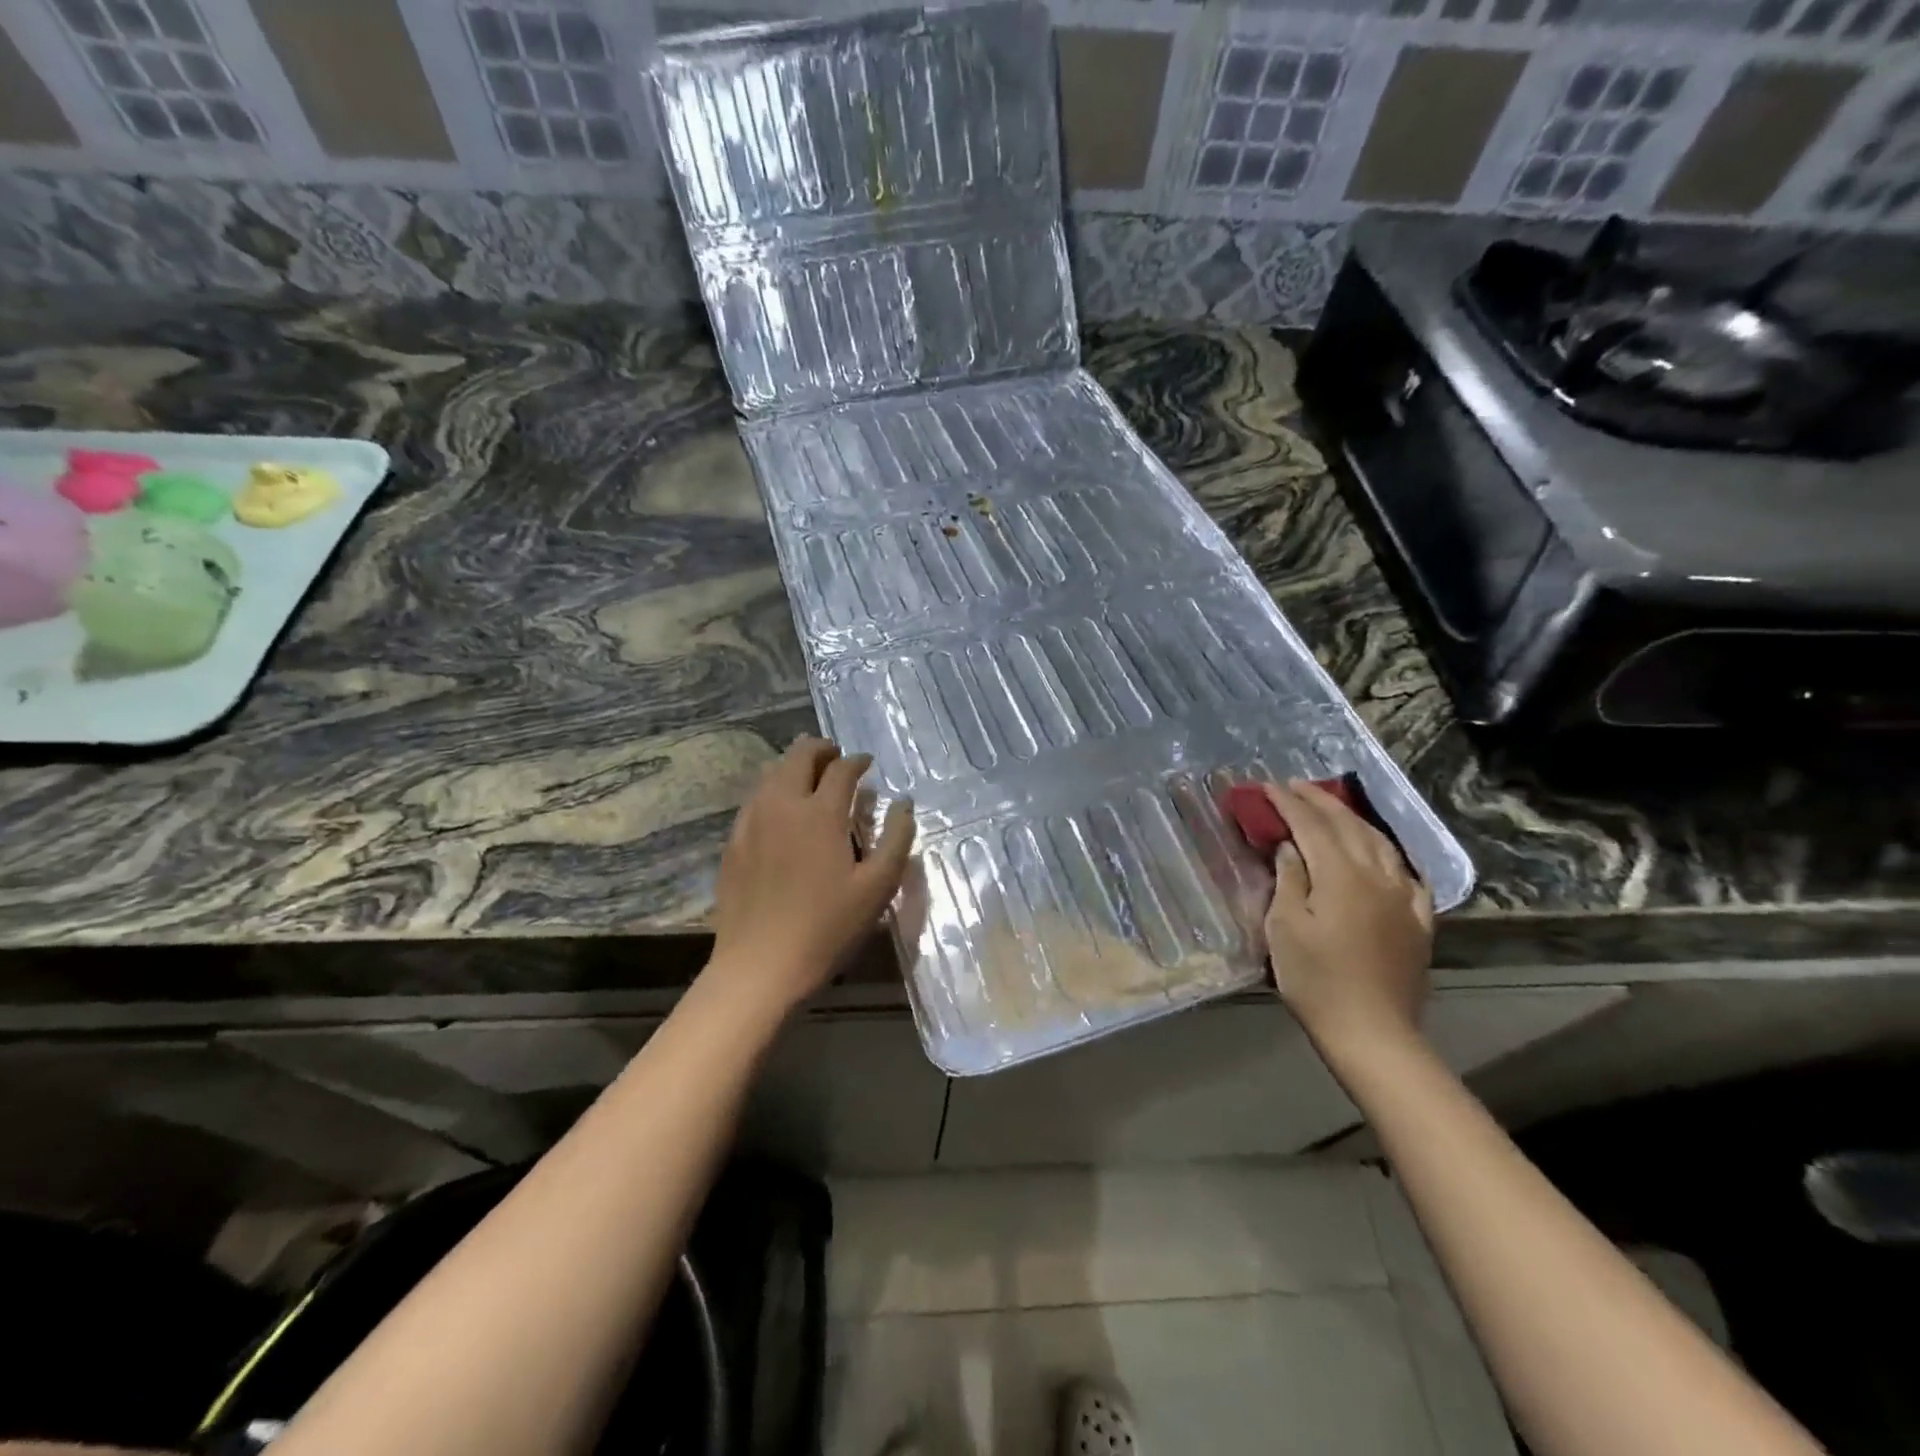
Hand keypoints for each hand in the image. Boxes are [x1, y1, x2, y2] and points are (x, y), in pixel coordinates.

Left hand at [706, 736, 914, 1016]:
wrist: (760, 966)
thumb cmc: (827, 927)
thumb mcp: (877, 888)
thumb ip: (896, 838)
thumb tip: (903, 803)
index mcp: (820, 813)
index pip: (841, 769)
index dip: (858, 761)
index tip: (867, 763)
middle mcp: (782, 805)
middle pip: (799, 756)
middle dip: (821, 749)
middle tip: (836, 758)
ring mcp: (751, 821)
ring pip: (771, 773)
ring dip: (794, 766)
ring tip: (810, 778)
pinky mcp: (733, 842)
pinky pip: (755, 799)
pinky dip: (773, 790)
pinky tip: (781, 810)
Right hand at [1262, 779, 1434, 1056]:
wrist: (1372, 1032)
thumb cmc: (1316, 980)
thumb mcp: (1285, 928)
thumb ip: (1289, 880)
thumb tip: (1290, 847)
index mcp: (1341, 876)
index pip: (1311, 826)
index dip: (1289, 803)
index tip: (1268, 787)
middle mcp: (1377, 876)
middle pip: (1349, 826)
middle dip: (1320, 801)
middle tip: (1295, 786)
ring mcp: (1403, 898)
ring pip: (1380, 843)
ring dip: (1353, 819)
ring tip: (1332, 809)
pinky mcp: (1418, 921)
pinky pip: (1407, 874)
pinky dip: (1390, 854)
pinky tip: (1385, 854)